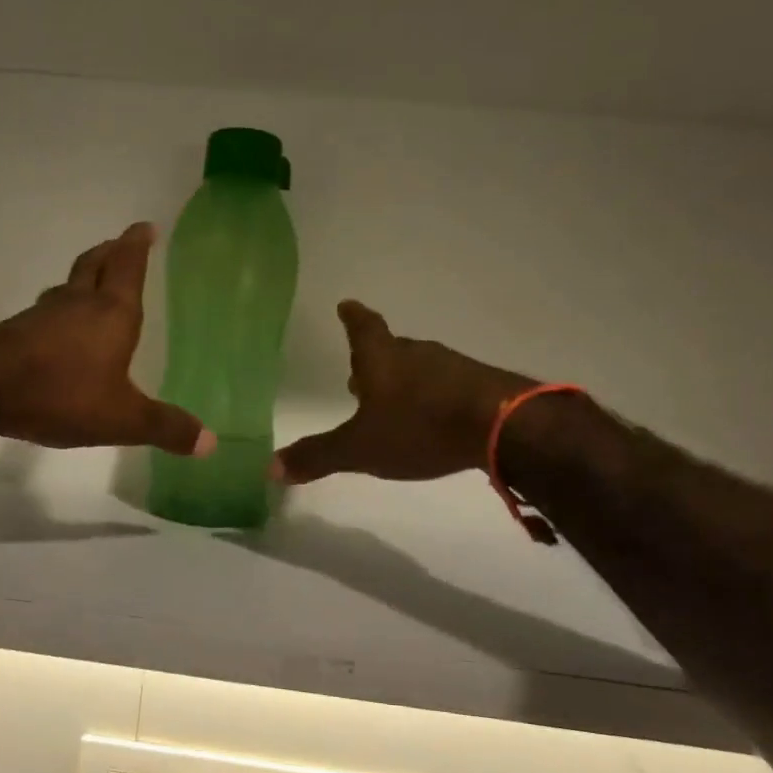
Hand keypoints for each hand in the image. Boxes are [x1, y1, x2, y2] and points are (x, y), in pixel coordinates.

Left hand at [0, 223, 214, 456]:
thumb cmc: (62, 392)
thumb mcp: (122, 418)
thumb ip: (165, 427)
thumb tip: (211, 442)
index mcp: (112, 313)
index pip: (128, 267)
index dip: (138, 245)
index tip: (145, 226)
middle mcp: (78, 304)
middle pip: (95, 265)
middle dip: (111, 252)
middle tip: (121, 243)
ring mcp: (43, 316)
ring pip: (68, 287)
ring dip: (83, 279)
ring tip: (92, 283)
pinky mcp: (17, 333)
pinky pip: (47, 313)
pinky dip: (60, 311)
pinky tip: (57, 329)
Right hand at [273, 301, 534, 483]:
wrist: (503, 426)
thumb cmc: (419, 427)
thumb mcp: (361, 449)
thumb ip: (318, 457)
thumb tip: (269, 468)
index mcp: (381, 359)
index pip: (362, 328)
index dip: (352, 317)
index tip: (347, 304)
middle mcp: (415, 354)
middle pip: (390, 349)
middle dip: (374, 360)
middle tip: (359, 374)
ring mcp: (451, 366)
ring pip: (418, 367)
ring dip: (403, 380)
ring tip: (393, 401)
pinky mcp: (481, 385)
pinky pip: (447, 385)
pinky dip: (433, 396)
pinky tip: (434, 417)